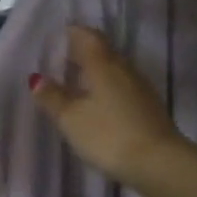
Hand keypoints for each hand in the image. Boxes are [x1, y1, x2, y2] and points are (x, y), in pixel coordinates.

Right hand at [30, 25, 191, 189]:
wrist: (159, 164)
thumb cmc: (108, 135)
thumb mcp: (71, 118)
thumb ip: (53, 96)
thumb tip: (36, 77)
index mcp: (103, 64)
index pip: (88, 37)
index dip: (74, 33)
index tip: (59, 35)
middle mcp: (124, 69)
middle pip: (103, 51)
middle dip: (84, 51)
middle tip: (64, 57)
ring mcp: (141, 88)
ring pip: (115, 69)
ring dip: (97, 70)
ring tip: (78, 80)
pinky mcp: (149, 107)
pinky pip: (124, 86)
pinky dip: (109, 87)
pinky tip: (100, 102)